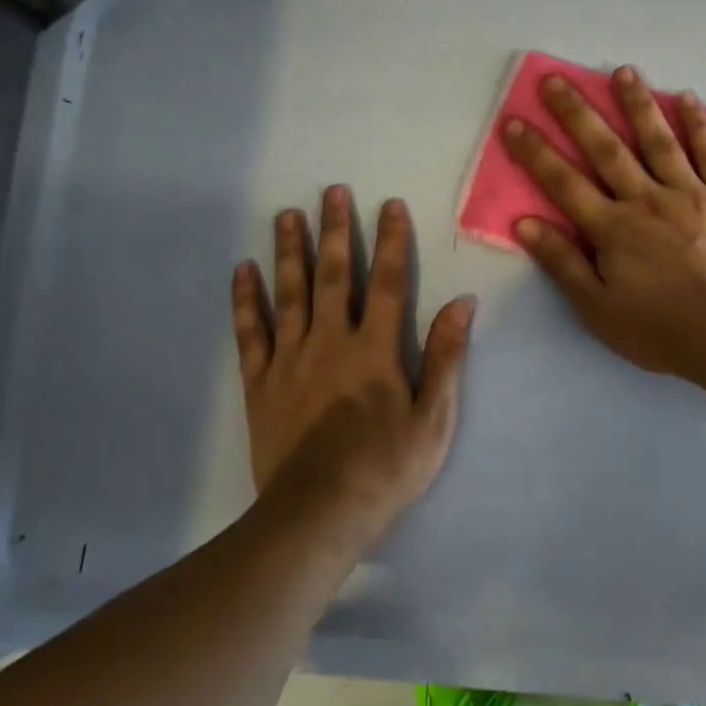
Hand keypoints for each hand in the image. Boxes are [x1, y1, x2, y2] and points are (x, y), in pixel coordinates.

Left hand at [230, 186, 472, 542]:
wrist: (319, 513)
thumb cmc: (386, 467)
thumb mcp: (434, 417)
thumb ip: (446, 356)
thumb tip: (463, 303)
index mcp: (376, 349)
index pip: (388, 282)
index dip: (391, 241)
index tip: (388, 205)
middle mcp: (331, 341)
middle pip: (334, 275)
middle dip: (335, 231)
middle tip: (330, 191)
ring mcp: (290, 360)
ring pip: (289, 294)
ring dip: (289, 251)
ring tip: (286, 215)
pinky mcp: (260, 383)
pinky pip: (251, 333)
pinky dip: (246, 300)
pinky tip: (243, 271)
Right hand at [503, 65, 705, 377]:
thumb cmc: (663, 330)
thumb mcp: (599, 310)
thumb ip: (563, 264)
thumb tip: (524, 224)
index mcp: (613, 229)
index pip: (564, 182)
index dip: (536, 152)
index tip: (514, 122)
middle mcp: (647, 199)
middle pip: (606, 148)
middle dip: (577, 113)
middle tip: (555, 79)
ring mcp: (691, 193)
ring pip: (658, 139)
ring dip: (637, 103)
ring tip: (622, 70)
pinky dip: (698, 124)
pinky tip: (687, 98)